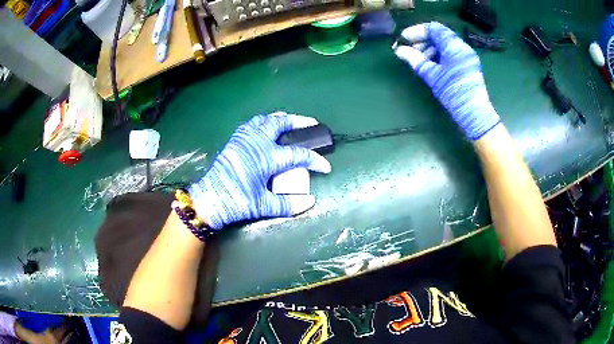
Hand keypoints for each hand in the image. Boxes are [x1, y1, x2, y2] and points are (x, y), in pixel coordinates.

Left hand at [188, 112, 331, 229]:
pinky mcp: (235, 140)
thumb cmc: (236, 202)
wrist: (208, 199)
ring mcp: (244, 138)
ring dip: (280, 118)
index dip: (315, 160)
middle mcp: (257, 142)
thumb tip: (310, 201)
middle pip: (281, 123)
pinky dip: (264, 122)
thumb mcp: (263, 206)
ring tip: (290, 121)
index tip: (326, 167)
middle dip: (299, 121)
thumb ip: (288, 204)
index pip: (298, 155)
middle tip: (311, 123)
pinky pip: (252, 124)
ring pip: (265, 119)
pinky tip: (266, 128)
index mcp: (266, 157)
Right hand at [393, 22, 499, 139]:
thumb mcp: (431, 75)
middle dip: (423, 40)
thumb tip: (399, 50)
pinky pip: (451, 53)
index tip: (404, 38)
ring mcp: (467, 56)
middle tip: (411, 50)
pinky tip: (432, 65)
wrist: (474, 113)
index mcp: (454, 46)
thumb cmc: (453, 92)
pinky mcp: (468, 65)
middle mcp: (462, 47)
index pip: (434, 28)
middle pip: (439, 36)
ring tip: (420, 60)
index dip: (417, 31)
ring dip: (430, 48)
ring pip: (445, 44)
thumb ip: (414, 59)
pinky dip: (439, 55)